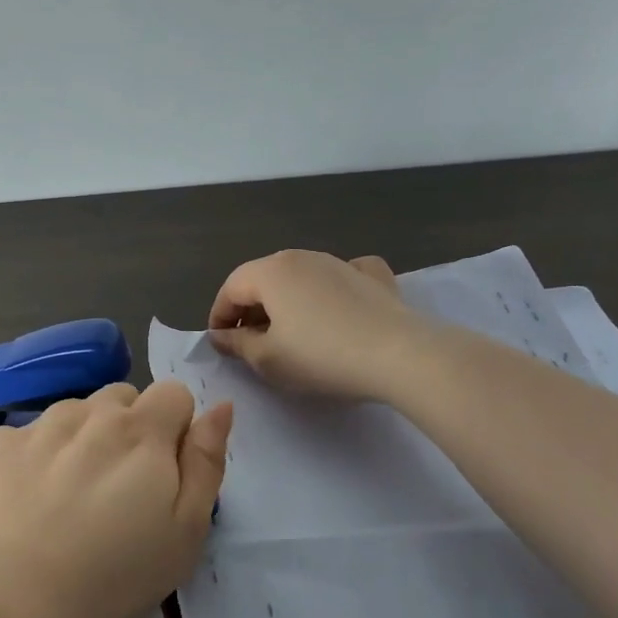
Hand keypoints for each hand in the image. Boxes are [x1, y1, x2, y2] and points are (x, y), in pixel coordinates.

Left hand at [0, 381, 232, 617]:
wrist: (1, 599)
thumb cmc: (108, 578)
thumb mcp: (183, 534)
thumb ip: (205, 464)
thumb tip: (220, 406)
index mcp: (141, 432)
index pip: (174, 394)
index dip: (176, 429)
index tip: (162, 474)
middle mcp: (90, 414)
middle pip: (123, 398)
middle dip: (129, 430)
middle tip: (117, 490)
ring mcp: (38, 425)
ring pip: (75, 413)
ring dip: (83, 439)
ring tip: (69, 498)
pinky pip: (28, 436)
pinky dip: (34, 458)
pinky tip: (24, 503)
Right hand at [207, 249, 420, 400]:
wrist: (399, 355)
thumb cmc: (321, 357)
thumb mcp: (268, 360)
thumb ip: (237, 344)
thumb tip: (221, 335)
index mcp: (270, 271)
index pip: (231, 288)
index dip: (219, 315)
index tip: (220, 344)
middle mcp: (301, 257)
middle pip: (263, 278)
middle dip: (251, 308)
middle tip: (250, 343)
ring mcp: (339, 262)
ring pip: (300, 277)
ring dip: (287, 301)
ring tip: (290, 333)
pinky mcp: (371, 276)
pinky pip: (340, 276)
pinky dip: (331, 288)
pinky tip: (338, 305)